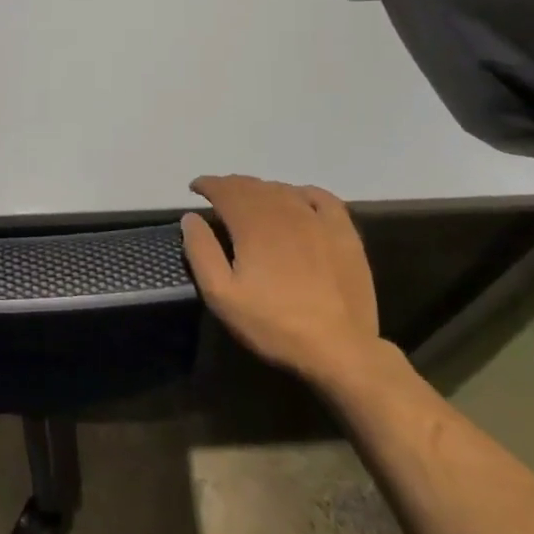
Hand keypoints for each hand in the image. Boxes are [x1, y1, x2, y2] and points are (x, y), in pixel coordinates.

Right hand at [181, 175, 382, 384]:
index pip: (225, 190)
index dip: (208, 184)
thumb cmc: (274, 324)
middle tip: (219, 195)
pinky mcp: (344, 233)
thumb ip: (201, 252)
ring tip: (251, 199)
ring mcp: (317, 220)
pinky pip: (322, 198)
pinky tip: (298, 199)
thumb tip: (190, 217)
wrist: (339, 349)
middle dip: (231, 186)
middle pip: (253, 186)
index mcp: (252, 224)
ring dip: (261, 189)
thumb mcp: (222, 296)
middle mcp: (284, 212)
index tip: (195, 188)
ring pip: (283, 190)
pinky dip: (303, 192)